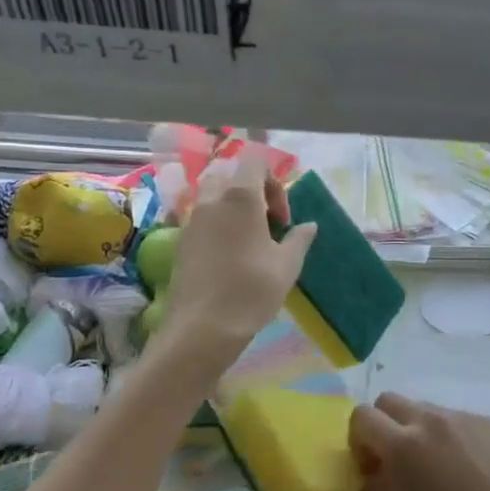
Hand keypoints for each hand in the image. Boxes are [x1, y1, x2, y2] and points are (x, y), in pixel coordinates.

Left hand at [165, 153, 314, 356]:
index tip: (282, 216)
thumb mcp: (287, 265)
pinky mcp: (180, 241)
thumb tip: (309, 225)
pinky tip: (230, 256)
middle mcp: (211, 200)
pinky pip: (201, 218)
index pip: (254, 162)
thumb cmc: (251, 291)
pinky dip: (218, 224)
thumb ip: (299, 239)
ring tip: (250, 240)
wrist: (202, 329)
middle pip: (230, 175)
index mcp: (240, 198)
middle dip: (251, 191)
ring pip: (212, 195)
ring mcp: (191, 220)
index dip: (273, 181)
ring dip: (233, 207)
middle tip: (267, 224)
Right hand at [349, 394, 489, 490]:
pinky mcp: (489, 421)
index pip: (363, 417)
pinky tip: (467, 470)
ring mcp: (463, 417)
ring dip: (417, 430)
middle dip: (384, 425)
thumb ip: (383, 488)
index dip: (359, 440)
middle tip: (397, 462)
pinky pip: (455, 419)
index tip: (372, 466)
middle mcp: (432, 419)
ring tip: (437, 469)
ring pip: (425, 409)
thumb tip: (371, 475)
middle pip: (390, 401)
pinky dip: (448, 436)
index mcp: (406, 444)